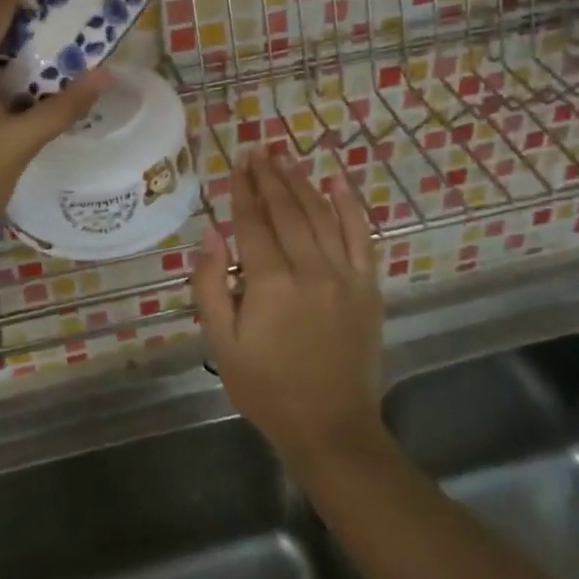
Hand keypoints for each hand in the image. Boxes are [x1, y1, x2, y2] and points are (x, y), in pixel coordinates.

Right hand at [191, 149, 385, 475]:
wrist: (331, 428)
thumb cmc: (267, 388)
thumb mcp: (222, 344)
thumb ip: (210, 286)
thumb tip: (210, 233)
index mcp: (270, 284)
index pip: (253, 223)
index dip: (242, 191)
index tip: (236, 164)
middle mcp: (310, 269)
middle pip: (287, 211)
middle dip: (269, 177)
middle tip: (258, 150)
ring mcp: (344, 275)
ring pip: (320, 216)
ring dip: (301, 183)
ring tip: (285, 158)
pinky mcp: (368, 286)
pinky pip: (361, 236)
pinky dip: (349, 206)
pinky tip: (338, 181)